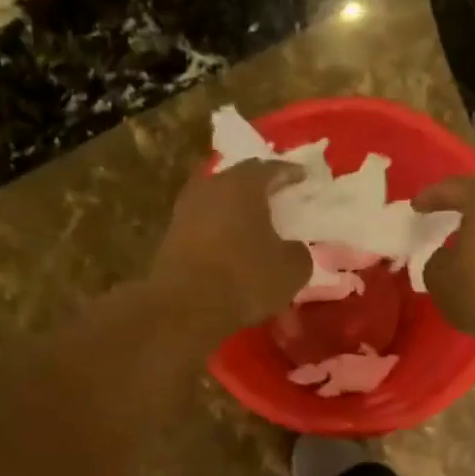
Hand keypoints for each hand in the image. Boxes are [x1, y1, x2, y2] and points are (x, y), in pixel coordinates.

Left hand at [151, 160, 310, 335]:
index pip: (271, 168)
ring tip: (254, 222)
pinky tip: (232, 245)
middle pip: (239, 179)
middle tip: (277, 196)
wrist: (185, 307)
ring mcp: (186, 210)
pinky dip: (220, 230)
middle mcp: (210, 187)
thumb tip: (292, 247)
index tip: (302, 177)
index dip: (290, 173)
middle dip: (259, 187)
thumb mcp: (291, 269)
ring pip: (218, 201)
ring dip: (236, 209)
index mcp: (243, 185)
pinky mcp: (171, 236)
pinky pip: (204, 223)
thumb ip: (298, 251)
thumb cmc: (245, 278)